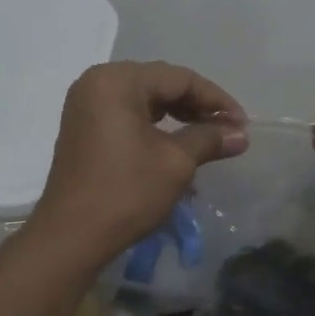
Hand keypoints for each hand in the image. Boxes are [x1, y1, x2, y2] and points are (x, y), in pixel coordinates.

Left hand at [31, 61, 246, 261]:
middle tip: (228, 129)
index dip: (215, 99)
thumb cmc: (126, 192)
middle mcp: (96, 83)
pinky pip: (126, 115)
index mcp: (116, 81)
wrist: (71, 237)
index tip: (242, 123)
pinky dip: (154, 126)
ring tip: (208, 136)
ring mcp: (85, 106)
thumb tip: (241, 134)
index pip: (178, 78)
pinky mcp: (83, 129)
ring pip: (143, 99)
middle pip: (159, 84)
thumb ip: (209, 139)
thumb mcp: (175, 162)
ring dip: (177, 115)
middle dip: (197, 105)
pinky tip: (176, 142)